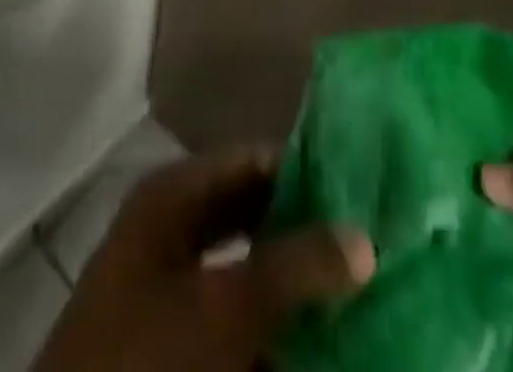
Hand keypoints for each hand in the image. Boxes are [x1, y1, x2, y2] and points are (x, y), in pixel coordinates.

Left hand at [32, 148, 374, 371]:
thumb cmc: (147, 359)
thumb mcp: (227, 309)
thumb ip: (296, 267)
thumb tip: (364, 239)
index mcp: (174, 196)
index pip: (254, 161)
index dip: (307, 172)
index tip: (361, 192)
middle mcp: (171, 227)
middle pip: (253, 212)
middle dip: (305, 229)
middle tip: (364, 241)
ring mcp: (169, 287)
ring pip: (247, 267)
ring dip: (293, 282)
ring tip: (352, 289)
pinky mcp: (175, 340)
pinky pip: (234, 318)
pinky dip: (270, 325)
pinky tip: (312, 339)